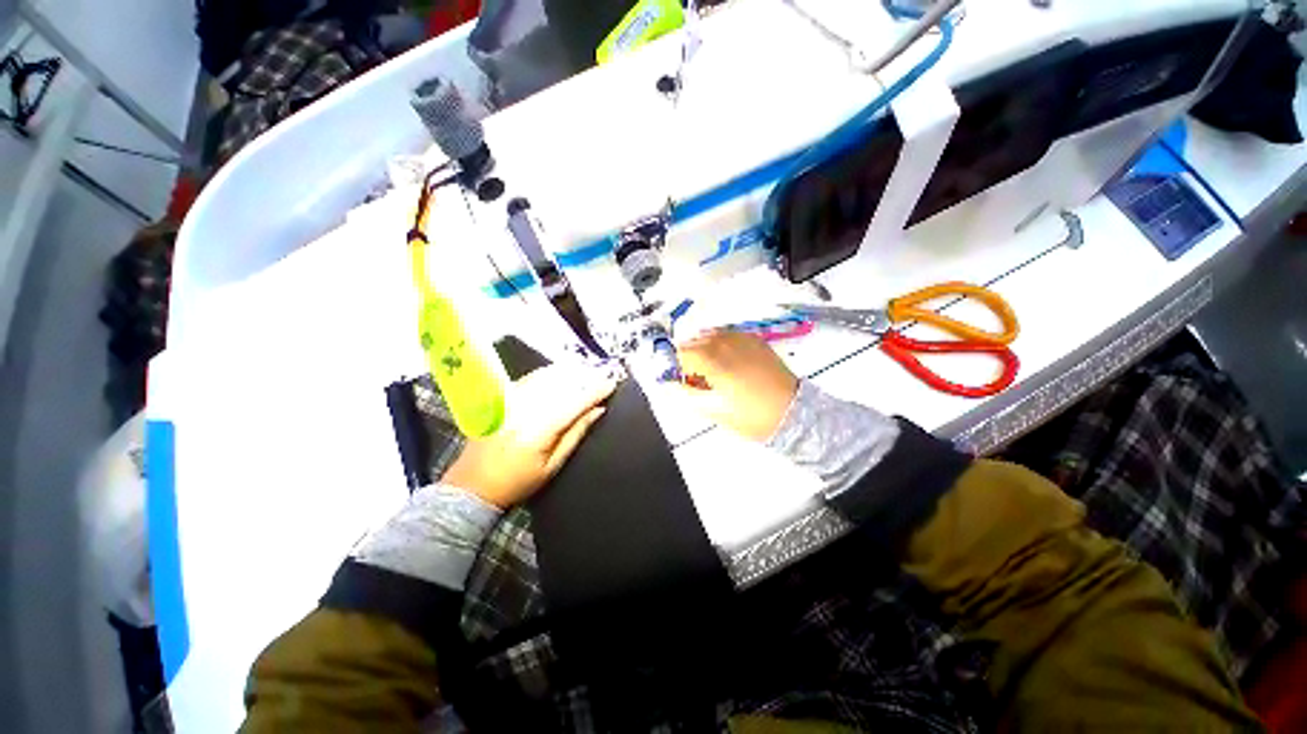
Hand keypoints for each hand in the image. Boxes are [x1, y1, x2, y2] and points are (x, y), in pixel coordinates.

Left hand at [444, 363, 617, 507]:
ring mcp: (511, 401)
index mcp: (540, 430)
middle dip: (587, 376)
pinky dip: (550, 372)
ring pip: (547, 377)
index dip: (596, 391)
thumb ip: (576, 434)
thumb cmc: (518, 482)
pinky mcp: (502, 398)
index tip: (613, 384)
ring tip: (588, 370)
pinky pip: (531, 377)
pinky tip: (561, 371)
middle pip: (562, 384)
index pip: (575, 402)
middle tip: (605, 374)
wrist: (472, 485)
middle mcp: (525, 409)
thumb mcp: (553, 466)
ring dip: (570, 371)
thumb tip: (598, 411)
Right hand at [675, 331, 798, 441]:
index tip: (682, 379)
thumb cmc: (751, 416)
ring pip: (711, 335)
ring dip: (705, 349)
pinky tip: (729, 360)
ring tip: (714, 369)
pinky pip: (729, 334)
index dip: (677, 365)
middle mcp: (725, 343)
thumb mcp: (714, 410)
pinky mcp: (755, 339)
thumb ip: (688, 394)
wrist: (792, 412)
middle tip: (698, 378)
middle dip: (690, 357)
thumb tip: (674, 384)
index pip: (682, 352)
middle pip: (695, 341)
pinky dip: (722, 344)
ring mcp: (742, 338)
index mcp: (713, 361)